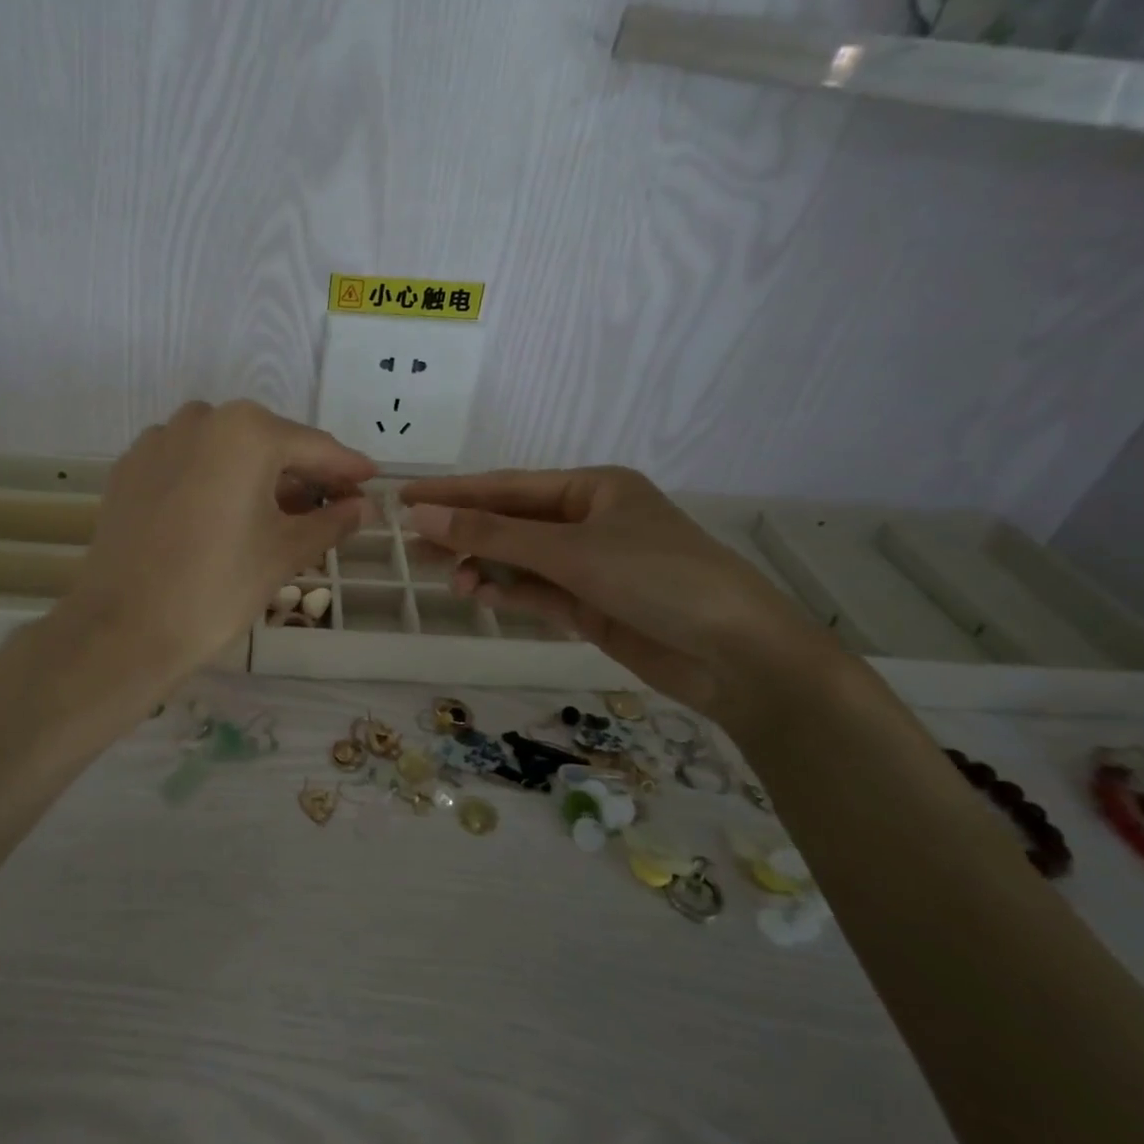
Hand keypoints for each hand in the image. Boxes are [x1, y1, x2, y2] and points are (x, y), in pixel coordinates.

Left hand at [61, 400, 374, 681]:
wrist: (123, 628)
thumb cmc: (218, 587)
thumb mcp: (285, 552)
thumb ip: (331, 520)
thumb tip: (364, 507)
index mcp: (248, 432)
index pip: (314, 447)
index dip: (347, 468)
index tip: (371, 480)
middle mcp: (202, 419)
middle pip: (268, 442)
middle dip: (301, 472)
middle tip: (328, 505)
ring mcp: (159, 439)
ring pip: (225, 449)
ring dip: (256, 473)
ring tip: (276, 513)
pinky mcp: (130, 466)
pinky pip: (188, 461)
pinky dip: (213, 478)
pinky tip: (222, 513)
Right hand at [400, 468, 843, 733]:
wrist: (739, 657)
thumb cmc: (657, 578)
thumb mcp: (569, 550)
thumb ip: (492, 535)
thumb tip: (422, 515)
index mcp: (593, 488)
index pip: (507, 486)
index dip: (454, 492)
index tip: (404, 497)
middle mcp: (590, 521)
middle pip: (512, 522)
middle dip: (466, 532)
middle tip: (413, 544)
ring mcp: (593, 565)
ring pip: (522, 560)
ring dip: (486, 567)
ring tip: (450, 579)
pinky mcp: (595, 605)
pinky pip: (541, 592)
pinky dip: (512, 593)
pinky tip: (483, 597)